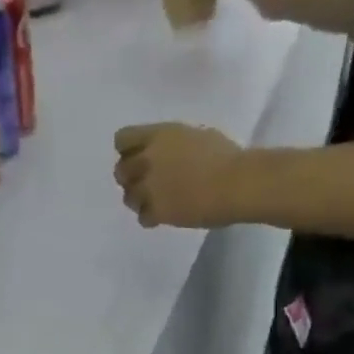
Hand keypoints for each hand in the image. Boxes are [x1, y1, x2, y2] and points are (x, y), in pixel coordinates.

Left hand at [112, 123, 246, 228]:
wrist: (232, 183)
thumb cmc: (223, 154)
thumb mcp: (193, 135)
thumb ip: (172, 143)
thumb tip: (169, 154)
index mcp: (158, 135)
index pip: (123, 139)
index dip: (128, 149)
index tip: (138, 156)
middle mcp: (148, 160)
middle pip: (120, 171)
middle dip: (129, 177)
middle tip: (144, 183)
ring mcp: (150, 189)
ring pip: (128, 197)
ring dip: (138, 199)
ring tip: (154, 201)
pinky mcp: (158, 213)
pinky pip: (142, 218)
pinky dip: (150, 217)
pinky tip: (161, 215)